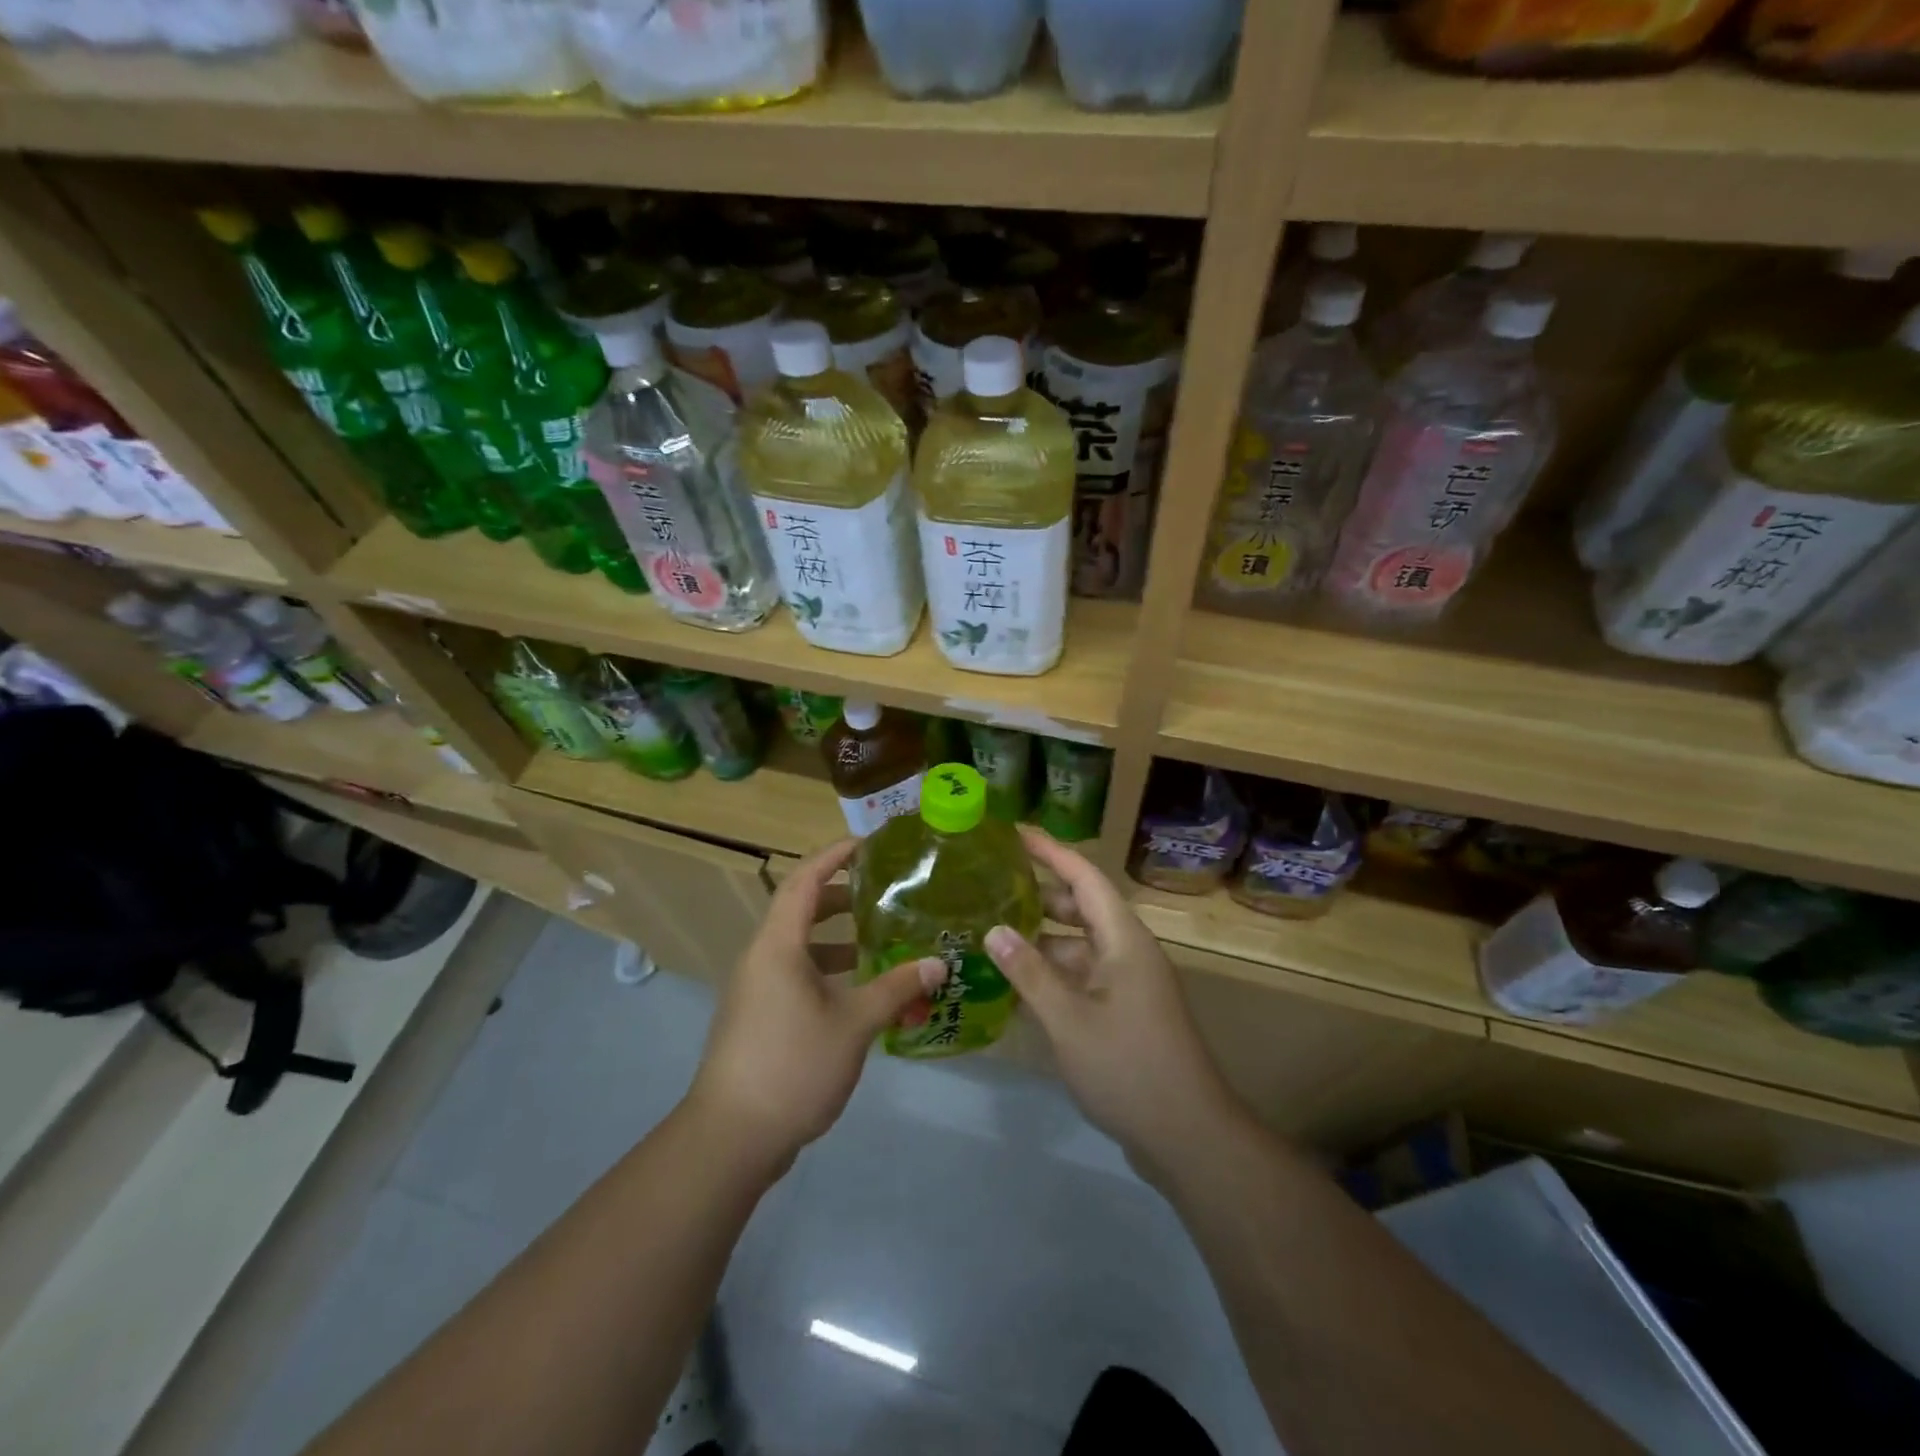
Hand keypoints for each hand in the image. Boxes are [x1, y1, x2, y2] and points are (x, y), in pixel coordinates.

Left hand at [689, 839, 943, 1169]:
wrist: (730, 1138)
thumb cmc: (792, 1066)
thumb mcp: (854, 1024)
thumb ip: (896, 989)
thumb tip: (938, 964)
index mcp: (778, 945)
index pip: (804, 880)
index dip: (834, 855)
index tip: (869, 845)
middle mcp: (761, 957)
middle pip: (800, 909)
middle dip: (842, 896)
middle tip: (883, 894)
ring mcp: (756, 989)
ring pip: (799, 946)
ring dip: (837, 938)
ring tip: (879, 942)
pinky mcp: (758, 1016)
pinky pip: (795, 975)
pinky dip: (827, 970)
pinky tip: (859, 994)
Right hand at [985, 828, 1247, 1176]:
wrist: (1188, 1136)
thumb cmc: (1129, 1068)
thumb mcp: (1069, 1020)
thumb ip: (1029, 973)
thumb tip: (993, 930)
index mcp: (1123, 939)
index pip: (1084, 877)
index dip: (1050, 851)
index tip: (1015, 832)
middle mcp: (1128, 951)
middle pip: (1081, 907)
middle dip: (1040, 893)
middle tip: (993, 883)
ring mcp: (1129, 983)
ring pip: (1080, 944)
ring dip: (1042, 937)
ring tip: (994, 931)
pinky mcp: (1125, 1011)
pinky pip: (1083, 975)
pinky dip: (1053, 972)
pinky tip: (1018, 982)